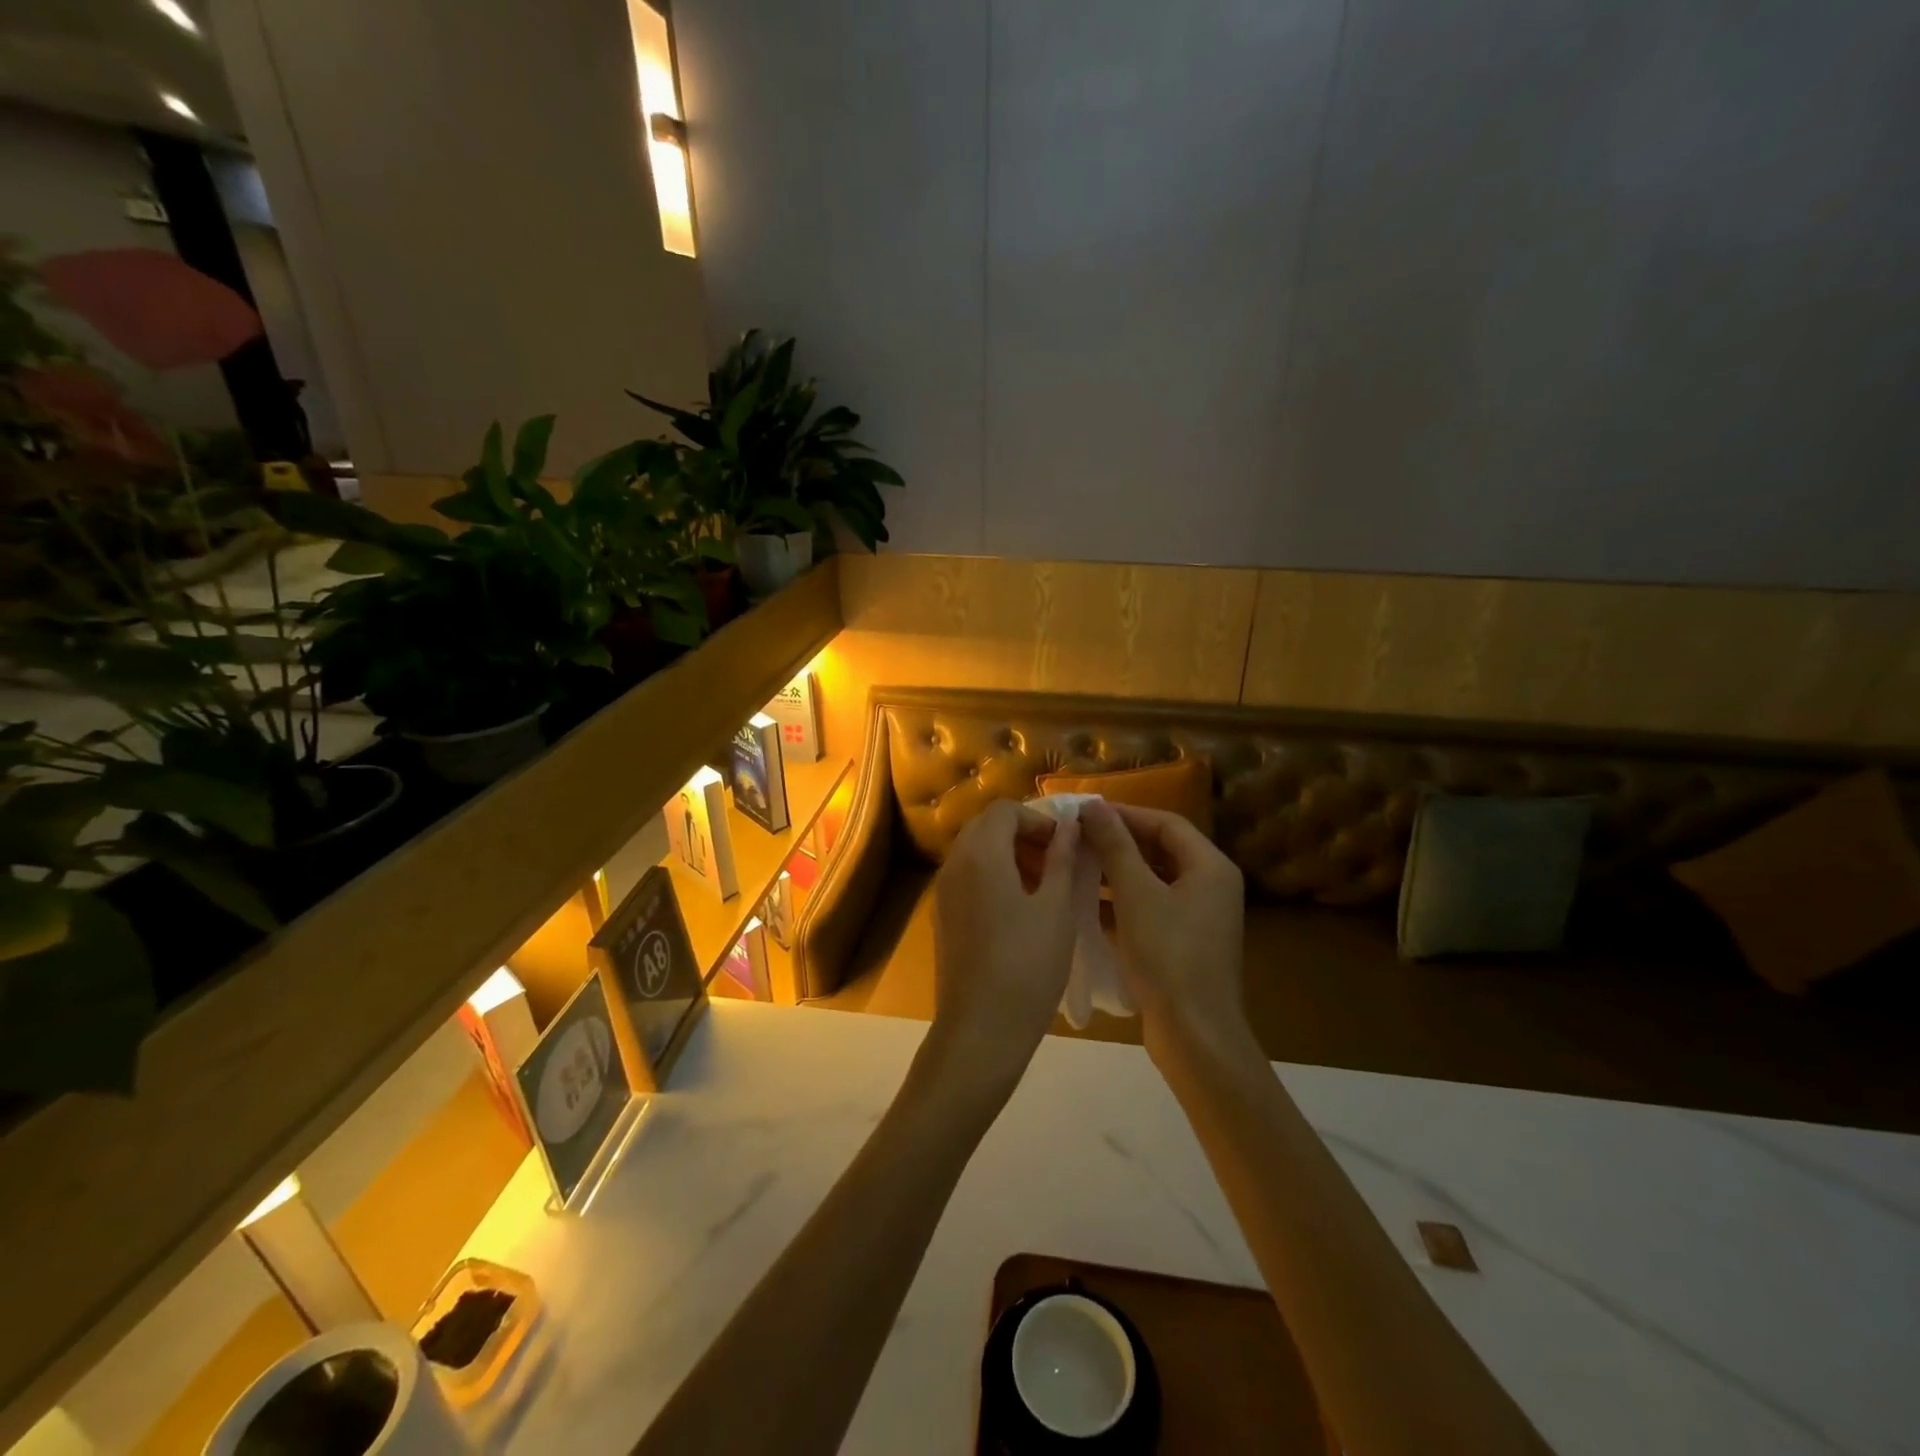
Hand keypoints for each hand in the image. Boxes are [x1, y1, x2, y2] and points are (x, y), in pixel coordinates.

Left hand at [926, 799, 1079, 1098]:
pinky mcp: (942, 917)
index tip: (1066, 843)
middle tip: (1058, 861)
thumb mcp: (1057, 908)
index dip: (1038, 819)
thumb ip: (1062, 859)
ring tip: (1045, 885)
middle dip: (1023, 834)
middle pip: (986, 827)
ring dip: (1009, 855)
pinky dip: (993, 877)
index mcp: (980, 854)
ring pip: (975, 853)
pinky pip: (967, 878)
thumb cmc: (1027, 964)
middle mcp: (954, 864)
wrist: (981, 1029)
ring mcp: (943, 892)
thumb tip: (1069, 826)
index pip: (1005, 810)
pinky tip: (1020, 909)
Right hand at [1079, 801, 1250, 1063]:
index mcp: (1210, 867)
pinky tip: (1087, 903)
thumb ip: (1115, 846)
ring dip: (1117, 871)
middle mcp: (1210, 885)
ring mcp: (1199, 917)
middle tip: (1076, 837)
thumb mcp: (1135, 894)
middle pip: (1161, 849)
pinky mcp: (1184, 943)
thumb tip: (1094, 806)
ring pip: (1153, 879)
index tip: (1084, 812)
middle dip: (1118, 841)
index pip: (1166, 822)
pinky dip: (1123, 901)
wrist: (1194, 1035)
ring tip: (1075, 865)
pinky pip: (1151, 907)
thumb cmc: (1167, 955)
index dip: (1125, 813)